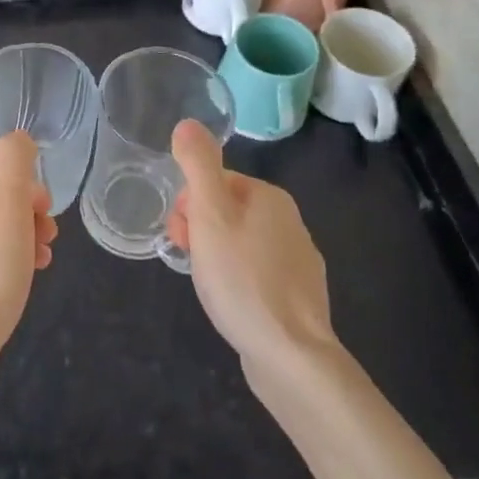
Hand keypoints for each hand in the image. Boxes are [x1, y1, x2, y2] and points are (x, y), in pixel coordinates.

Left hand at [0, 132, 56, 421]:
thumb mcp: (9, 204)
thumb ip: (15, 162)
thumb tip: (18, 137)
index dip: (29, 194)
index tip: (48, 219)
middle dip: (27, 220)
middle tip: (48, 243)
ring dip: (20, 244)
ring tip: (40, 265)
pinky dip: (4, 268)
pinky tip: (18, 286)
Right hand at [167, 119, 336, 381]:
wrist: (291, 355)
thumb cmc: (242, 279)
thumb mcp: (210, 215)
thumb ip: (198, 166)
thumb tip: (188, 123)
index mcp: (269, 197)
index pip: (214, 182)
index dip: (188, 205)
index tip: (180, 234)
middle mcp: (290, 221)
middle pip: (227, 211)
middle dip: (200, 230)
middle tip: (189, 259)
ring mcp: (299, 260)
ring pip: (240, 242)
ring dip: (216, 255)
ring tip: (208, 285)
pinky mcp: (299, 296)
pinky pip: (256, 272)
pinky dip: (237, 280)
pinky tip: (232, 302)